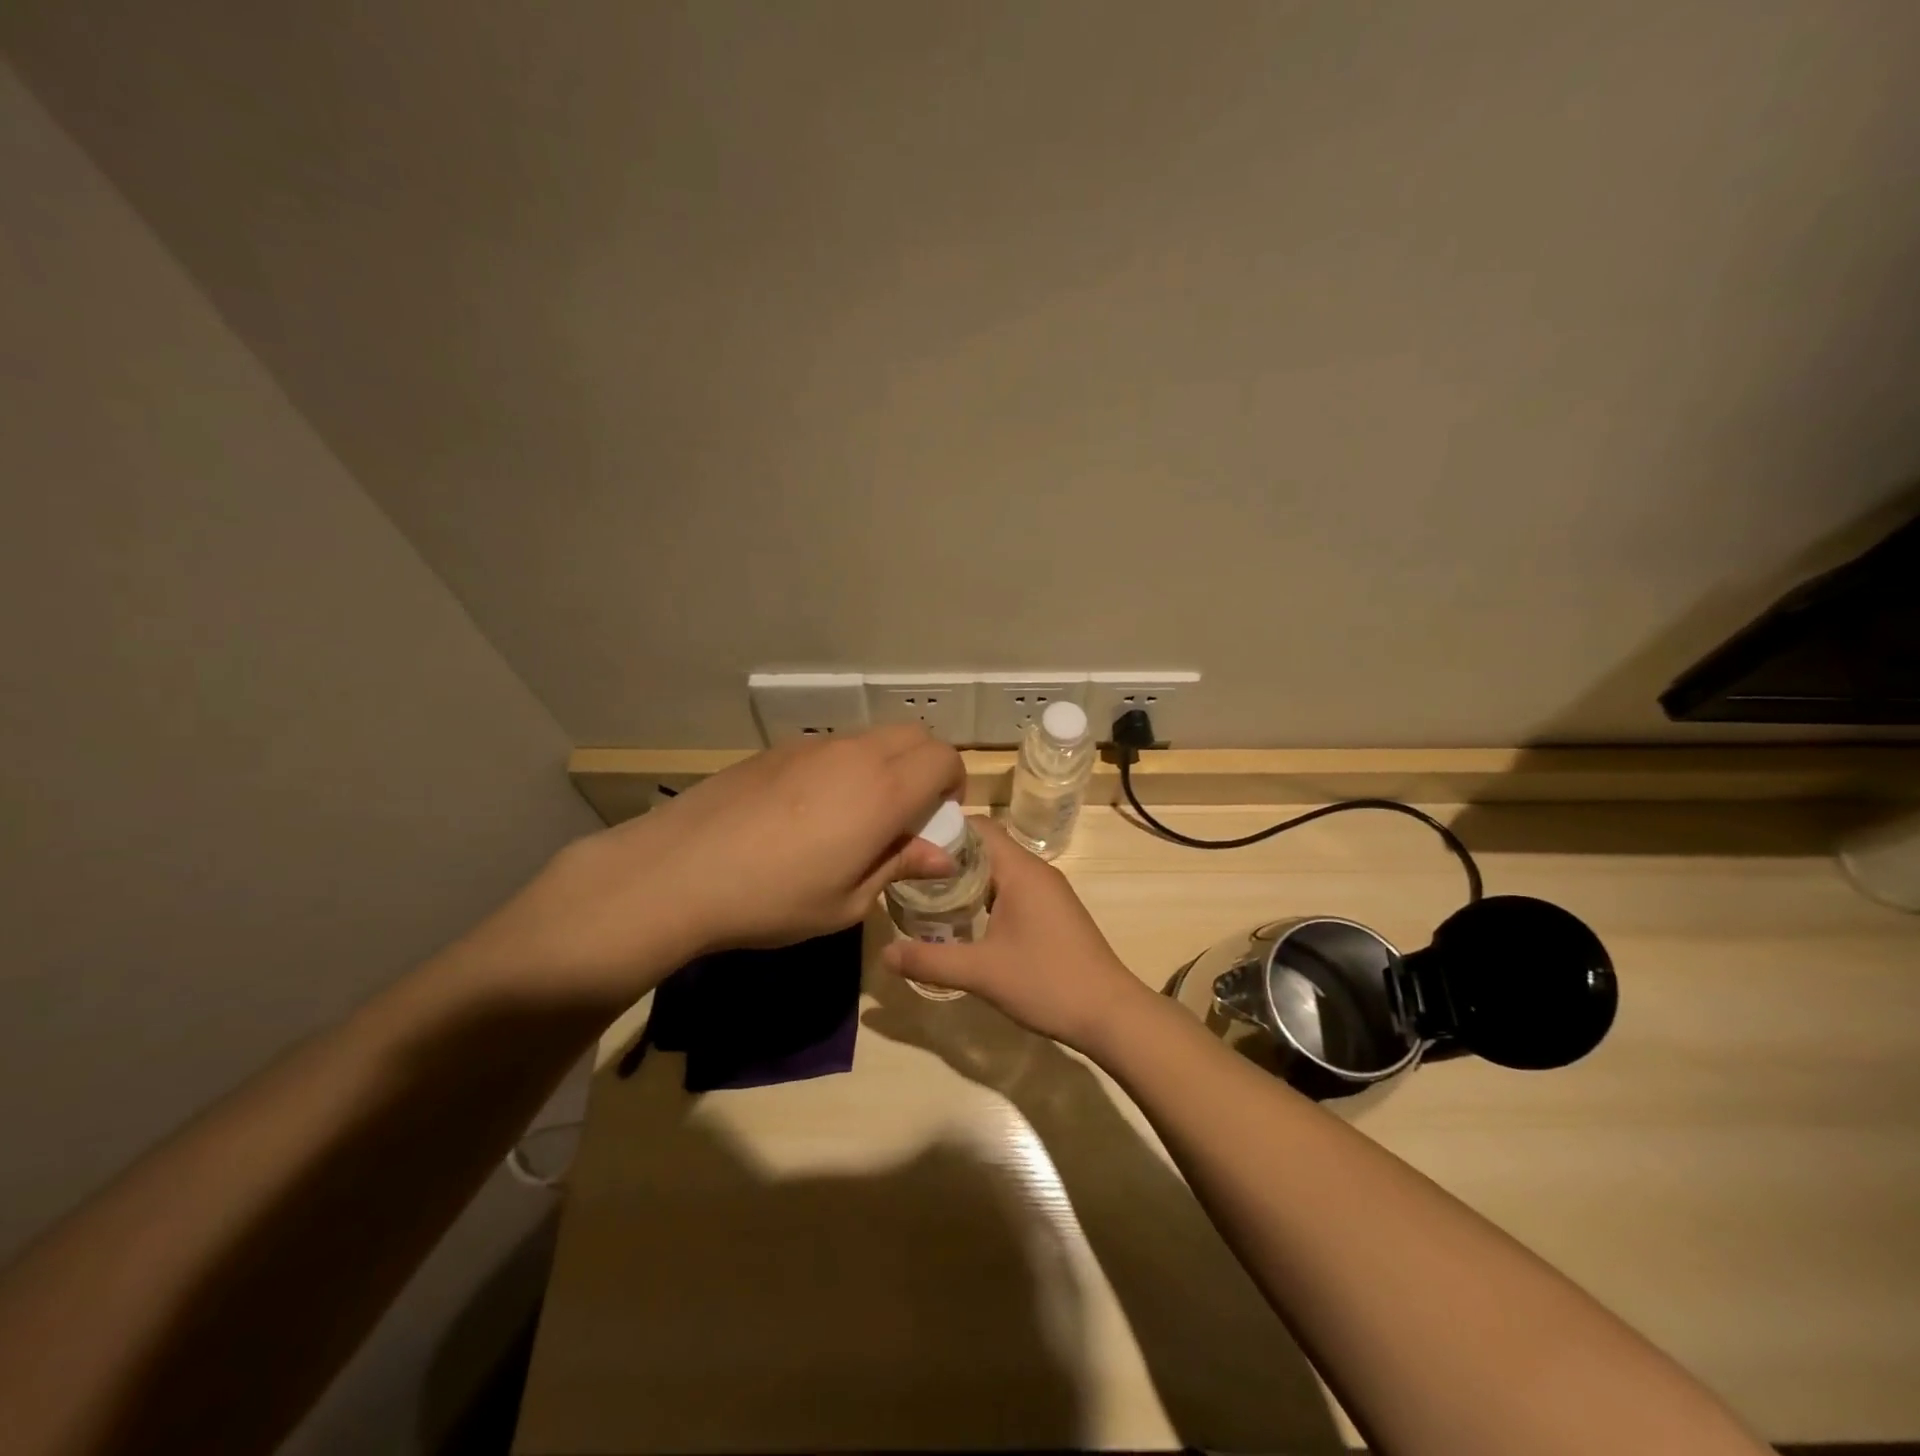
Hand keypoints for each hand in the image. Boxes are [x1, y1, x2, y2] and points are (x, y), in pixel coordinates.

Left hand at [469, 727, 963, 1004]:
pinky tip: (812, 810)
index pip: (944, 758)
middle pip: (915, 735)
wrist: (679, 870)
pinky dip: (847, 765)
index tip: (938, 820)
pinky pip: (833, 745)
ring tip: (858, 814)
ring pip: (873, 737)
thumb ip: (899, 866)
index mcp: (883, 790)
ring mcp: (813, 746)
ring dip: (887, 764)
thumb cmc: (774, 899)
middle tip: (908, 814)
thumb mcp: (847, 902)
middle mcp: (856, 754)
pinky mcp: (778, 749)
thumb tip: (941, 855)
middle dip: (927, 766)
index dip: (954, 785)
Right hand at [880, 819, 1158, 1055]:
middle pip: (984, 847)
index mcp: (1020, 870)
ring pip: (997, 870)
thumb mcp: (982, 973)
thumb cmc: (1047, 982)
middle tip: (907, 874)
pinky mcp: (1053, 912)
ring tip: (926, 896)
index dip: (942, 829)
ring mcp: (1048, 892)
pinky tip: (963, 921)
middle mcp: (1036, 871)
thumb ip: (930, 960)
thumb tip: (884, 953)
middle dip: (946, 857)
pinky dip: (984, 896)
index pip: (977, 827)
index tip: (907, 843)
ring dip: (965, 879)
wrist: (1111, 1013)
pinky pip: (1011, 889)